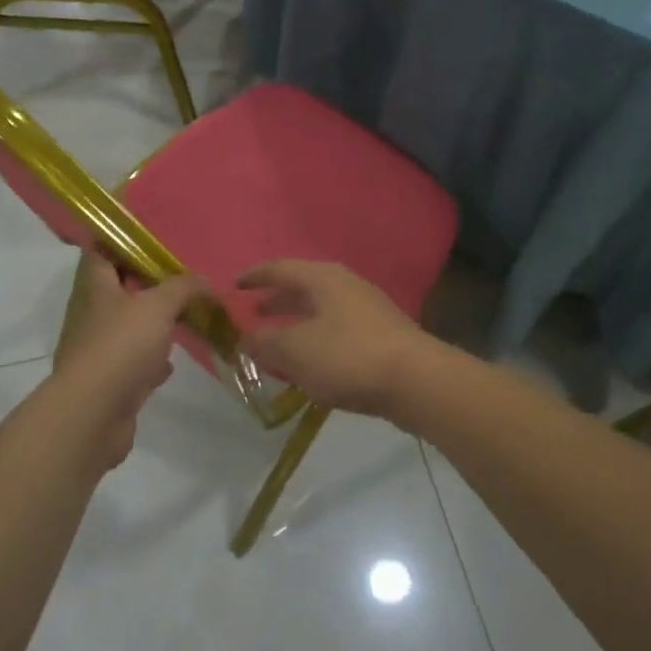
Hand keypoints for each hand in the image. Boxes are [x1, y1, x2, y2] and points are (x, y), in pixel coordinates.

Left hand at [49, 252, 209, 469]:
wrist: (93, 414)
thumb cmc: (121, 346)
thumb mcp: (158, 306)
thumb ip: (183, 288)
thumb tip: (205, 280)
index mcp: (96, 288)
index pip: (100, 252)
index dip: (120, 243)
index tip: (150, 240)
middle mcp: (92, 315)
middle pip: (118, 290)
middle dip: (147, 285)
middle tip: (180, 280)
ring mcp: (98, 351)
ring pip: (128, 328)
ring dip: (152, 324)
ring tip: (183, 317)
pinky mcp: (109, 382)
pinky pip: (133, 363)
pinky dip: (152, 361)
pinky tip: (170, 364)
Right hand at [236, 260, 440, 420]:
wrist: (417, 381)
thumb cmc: (348, 356)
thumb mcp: (295, 351)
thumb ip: (265, 342)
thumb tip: (245, 336)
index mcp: (322, 278)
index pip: (279, 268)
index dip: (255, 277)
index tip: (234, 286)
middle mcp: (345, 285)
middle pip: (302, 287)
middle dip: (275, 301)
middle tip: (253, 315)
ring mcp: (366, 309)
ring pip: (320, 310)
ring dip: (295, 323)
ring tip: (276, 342)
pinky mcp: (380, 336)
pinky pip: (336, 330)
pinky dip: (315, 339)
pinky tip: (310, 363)